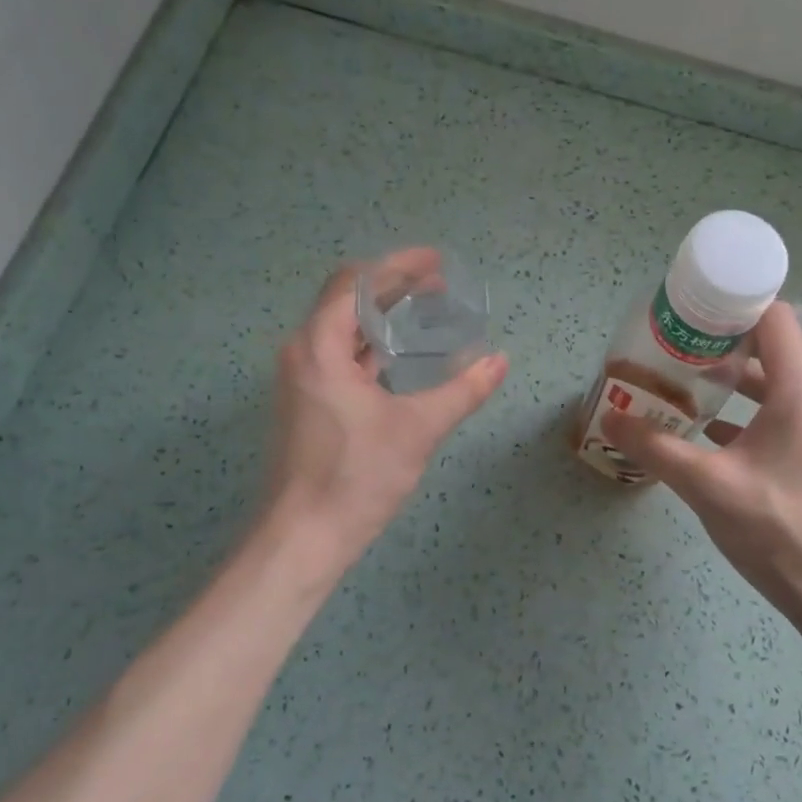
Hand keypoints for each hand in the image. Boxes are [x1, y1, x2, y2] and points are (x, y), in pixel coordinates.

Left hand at [260, 250, 506, 563]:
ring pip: (341, 330)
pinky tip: (400, 357)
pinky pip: (340, 356)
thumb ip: (463, 390)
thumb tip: (500, 361)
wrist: (304, 537)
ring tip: (425, 313)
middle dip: (392, 287)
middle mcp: (303, 354)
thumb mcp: (419, 429)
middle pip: (346, 300)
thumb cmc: (357, 476)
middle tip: (438, 286)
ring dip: (381, 316)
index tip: (438, 263)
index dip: (398, 266)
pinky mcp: (308, 404)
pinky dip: (371, 346)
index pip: (356, 282)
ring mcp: (302, 380)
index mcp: (319, 347)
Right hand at [603, 302, 801, 644]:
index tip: (691, 309)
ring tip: (681, 385)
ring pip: (771, 389)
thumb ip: (656, 449)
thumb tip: (610, 418)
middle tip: (672, 347)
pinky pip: (774, 421)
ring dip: (729, 384)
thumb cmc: (780, 531)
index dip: (735, 304)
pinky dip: (741, 418)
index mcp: (798, 394)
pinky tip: (705, 436)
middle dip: (721, 345)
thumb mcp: (708, 487)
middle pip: (770, 351)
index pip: (775, 319)